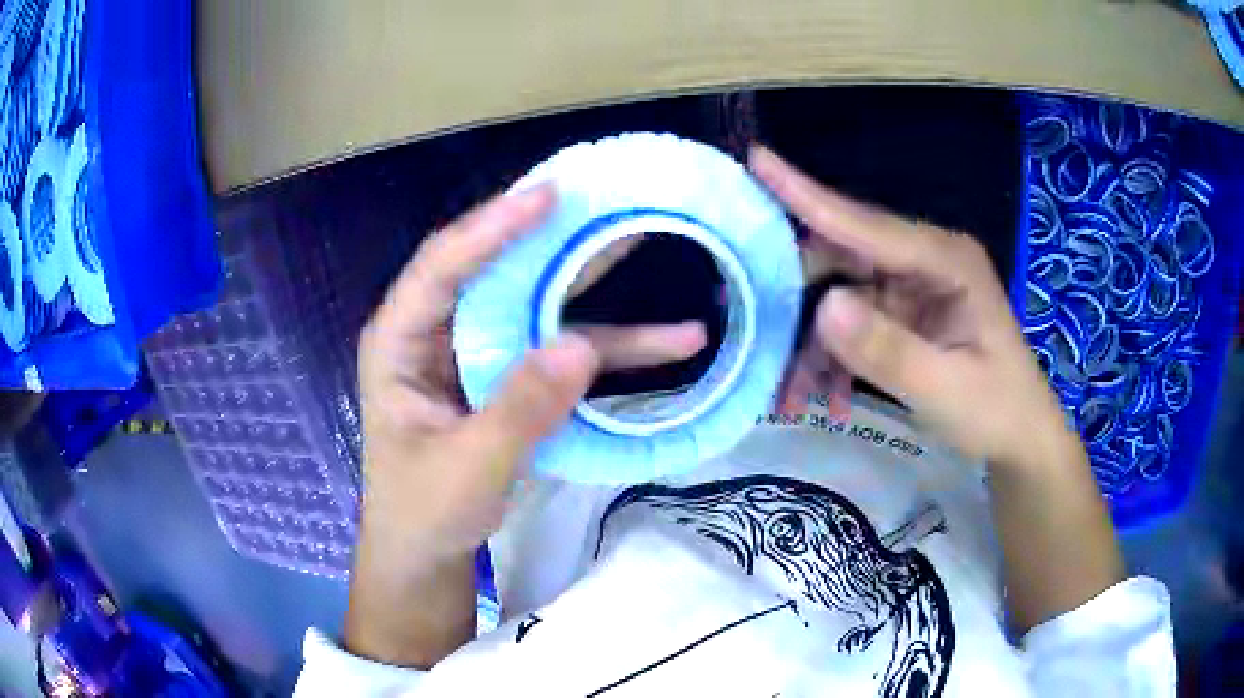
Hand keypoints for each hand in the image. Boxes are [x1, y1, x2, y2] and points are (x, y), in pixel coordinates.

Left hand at [347, 185, 703, 665]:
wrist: (428, 554)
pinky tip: (666, 343)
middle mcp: (437, 333)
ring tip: (642, 239)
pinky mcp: (510, 377)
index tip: (546, 197)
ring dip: (590, 282)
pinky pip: (559, 349)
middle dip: (548, 237)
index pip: (441, 266)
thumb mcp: (468, 468)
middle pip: (495, 269)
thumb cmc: (425, 512)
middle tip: (600, 197)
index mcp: (400, 341)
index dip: (492, 227)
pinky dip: (608, 346)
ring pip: (535, 303)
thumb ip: (520, 409)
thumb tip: (580, 347)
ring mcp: (477, 353)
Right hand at [752, 146, 1072, 470]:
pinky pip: (852, 325)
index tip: (757, 160)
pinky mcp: (903, 314)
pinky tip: (828, 398)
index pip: (867, 224)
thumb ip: (888, 350)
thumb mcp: (945, 390)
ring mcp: (911, 287)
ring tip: (791, 395)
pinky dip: (832, 360)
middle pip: (843, 256)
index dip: (808, 195)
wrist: (1019, 437)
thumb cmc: (996, 410)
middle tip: (750, 324)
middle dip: (797, 295)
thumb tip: (824, 307)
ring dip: (812, 345)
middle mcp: (923, 261)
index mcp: (945, 260)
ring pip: (839, 296)